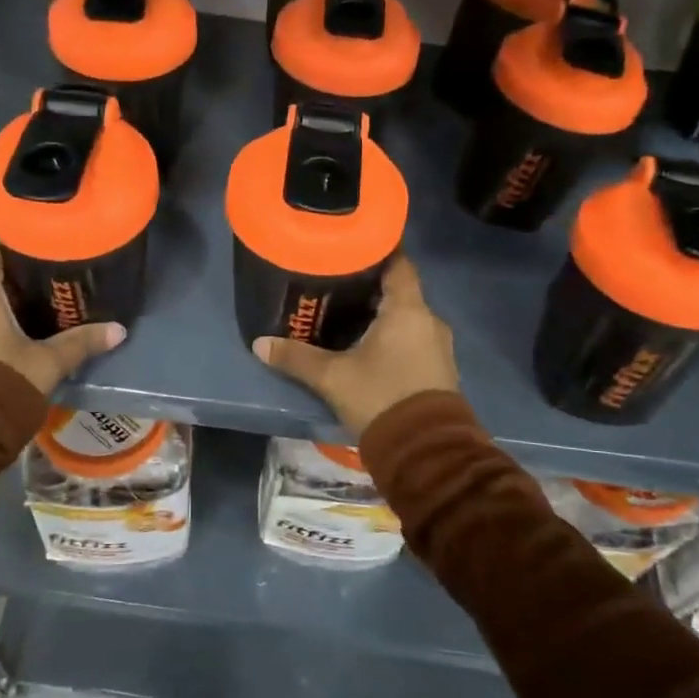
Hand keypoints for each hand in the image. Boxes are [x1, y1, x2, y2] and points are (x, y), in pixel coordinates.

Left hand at [0, 240, 125, 393]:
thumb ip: (80, 343)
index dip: (13, 232)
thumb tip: (119, 329)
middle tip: (54, 262)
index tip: (40, 228)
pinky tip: (24, 324)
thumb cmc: (0, 384)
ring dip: (8, 294)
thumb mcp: (47, 363)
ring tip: (45, 292)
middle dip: (18, 266)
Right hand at [253, 254, 458, 435]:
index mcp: (407, 309)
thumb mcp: (332, 377)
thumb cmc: (380, 398)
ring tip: (348, 313)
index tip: (352, 245)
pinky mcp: (439, 369)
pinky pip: (414, 339)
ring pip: (408, 317)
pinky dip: (393, 335)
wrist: (425, 452)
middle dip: (371, 286)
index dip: (377, 250)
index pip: (398, 263)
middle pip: (400, 290)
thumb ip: (297, 357)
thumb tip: (259, 344)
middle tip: (337, 283)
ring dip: (383, 314)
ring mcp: (438, 346)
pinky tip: (368, 345)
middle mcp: (429, 320)